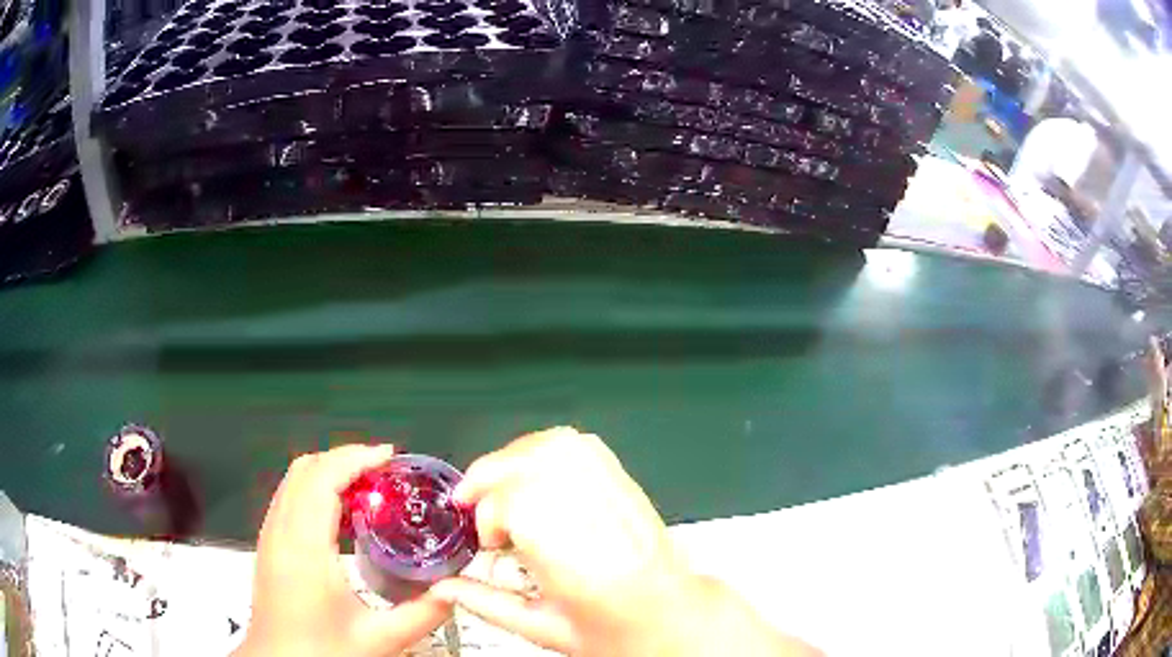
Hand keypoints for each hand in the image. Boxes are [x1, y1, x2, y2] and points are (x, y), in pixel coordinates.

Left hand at [235, 445, 451, 656]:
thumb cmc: (319, 652)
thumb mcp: (379, 640)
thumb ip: (422, 615)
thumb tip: (452, 591)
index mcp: (304, 548)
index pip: (322, 478)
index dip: (356, 458)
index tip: (389, 456)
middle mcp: (280, 533)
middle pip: (304, 469)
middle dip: (345, 459)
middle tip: (384, 472)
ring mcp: (270, 537)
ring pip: (293, 480)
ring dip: (329, 473)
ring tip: (368, 489)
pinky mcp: (269, 546)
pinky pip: (289, 498)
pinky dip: (315, 490)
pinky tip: (343, 517)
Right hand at [432, 428, 821, 655]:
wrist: (670, 616)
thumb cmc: (617, 631)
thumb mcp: (544, 629)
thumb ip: (487, 604)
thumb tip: (445, 586)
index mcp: (577, 562)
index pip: (515, 504)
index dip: (488, 517)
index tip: (487, 541)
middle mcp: (598, 518)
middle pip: (527, 465)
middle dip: (487, 479)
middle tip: (475, 506)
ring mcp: (615, 494)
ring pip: (551, 446)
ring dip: (512, 459)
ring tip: (499, 487)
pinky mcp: (623, 481)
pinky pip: (579, 444)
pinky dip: (544, 448)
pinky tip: (532, 472)